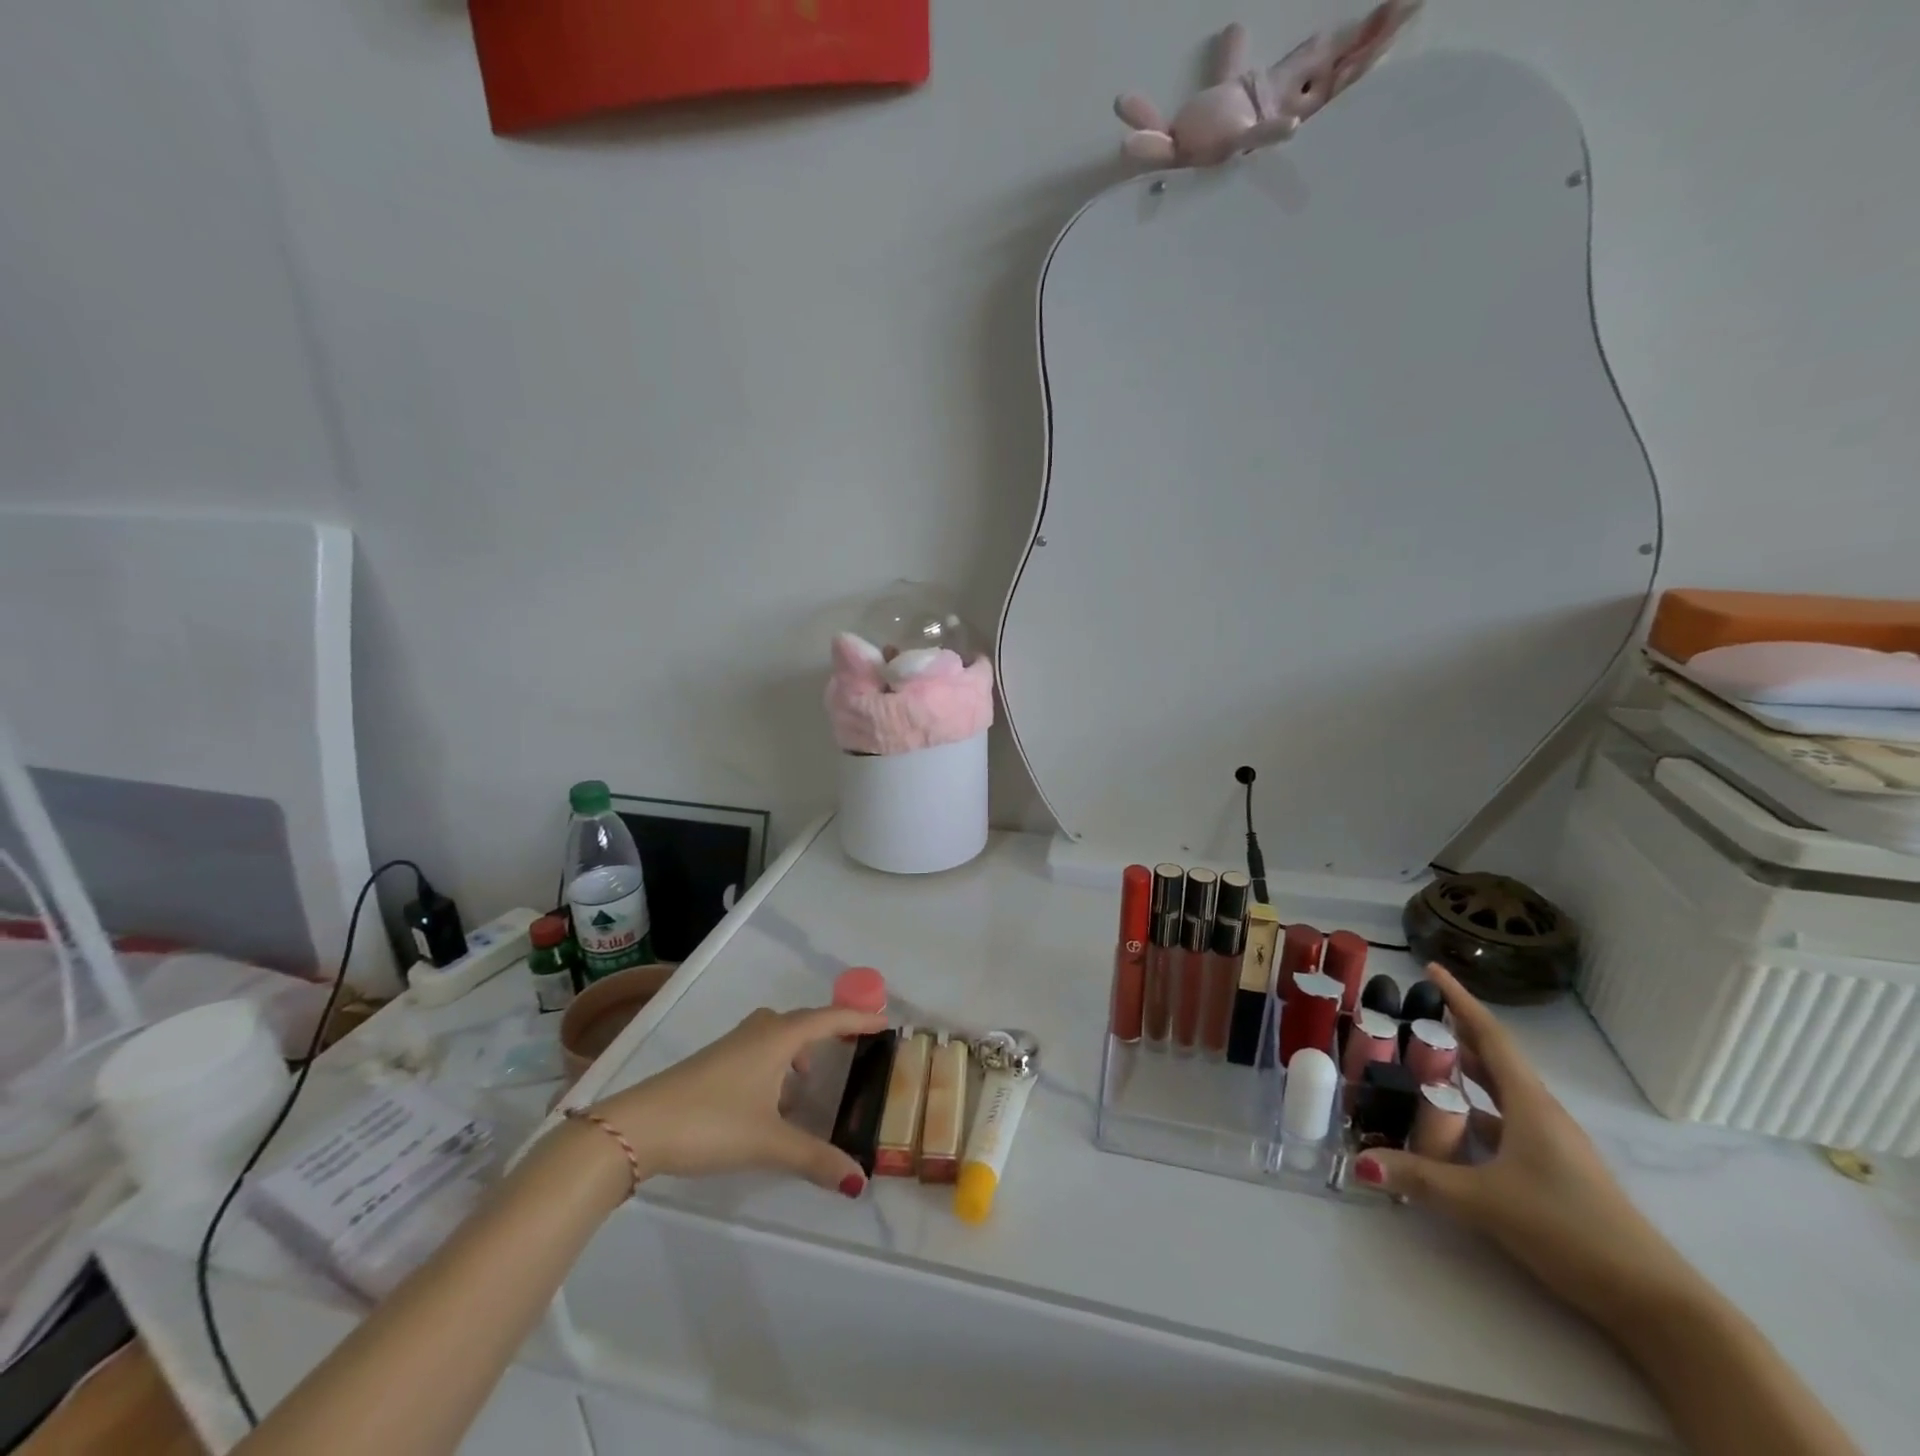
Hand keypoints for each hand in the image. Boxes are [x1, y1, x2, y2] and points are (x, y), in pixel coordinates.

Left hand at [587, 1006, 885, 1199]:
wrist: (638, 1127)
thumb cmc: (712, 1121)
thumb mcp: (769, 1142)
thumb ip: (815, 1159)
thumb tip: (859, 1180)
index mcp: (778, 1037)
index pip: (829, 1018)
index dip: (859, 1018)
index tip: (885, 1022)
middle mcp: (759, 1031)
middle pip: (804, 1021)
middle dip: (831, 1030)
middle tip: (855, 1045)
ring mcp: (733, 1045)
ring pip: (778, 1036)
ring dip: (800, 1049)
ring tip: (812, 1080)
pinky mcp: (714, 1063)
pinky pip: (760, 1050)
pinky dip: (777, 1064)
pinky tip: (774, 1100)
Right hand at [1357, 965, 1701, 1330]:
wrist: (1654, 1301)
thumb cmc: (1571, 1228)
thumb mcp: (1486, 1201)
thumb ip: (1421, 1178)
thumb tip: (1358, 1162)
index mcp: (1530, 1104)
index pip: (1489, 1036)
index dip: (1459, 1000)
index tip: (1431, 970)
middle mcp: (1540, 1114)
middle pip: (1493, 1060)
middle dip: (1454, 1034)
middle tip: (1411, 1017)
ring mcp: (1550, 1145)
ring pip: (1498, 1094)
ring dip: (1463, 1075)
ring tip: (1421, 1063)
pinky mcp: (1552, 1172)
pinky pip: (1503, 1126)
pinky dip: (1473, 1116)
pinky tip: (1448, 1128)